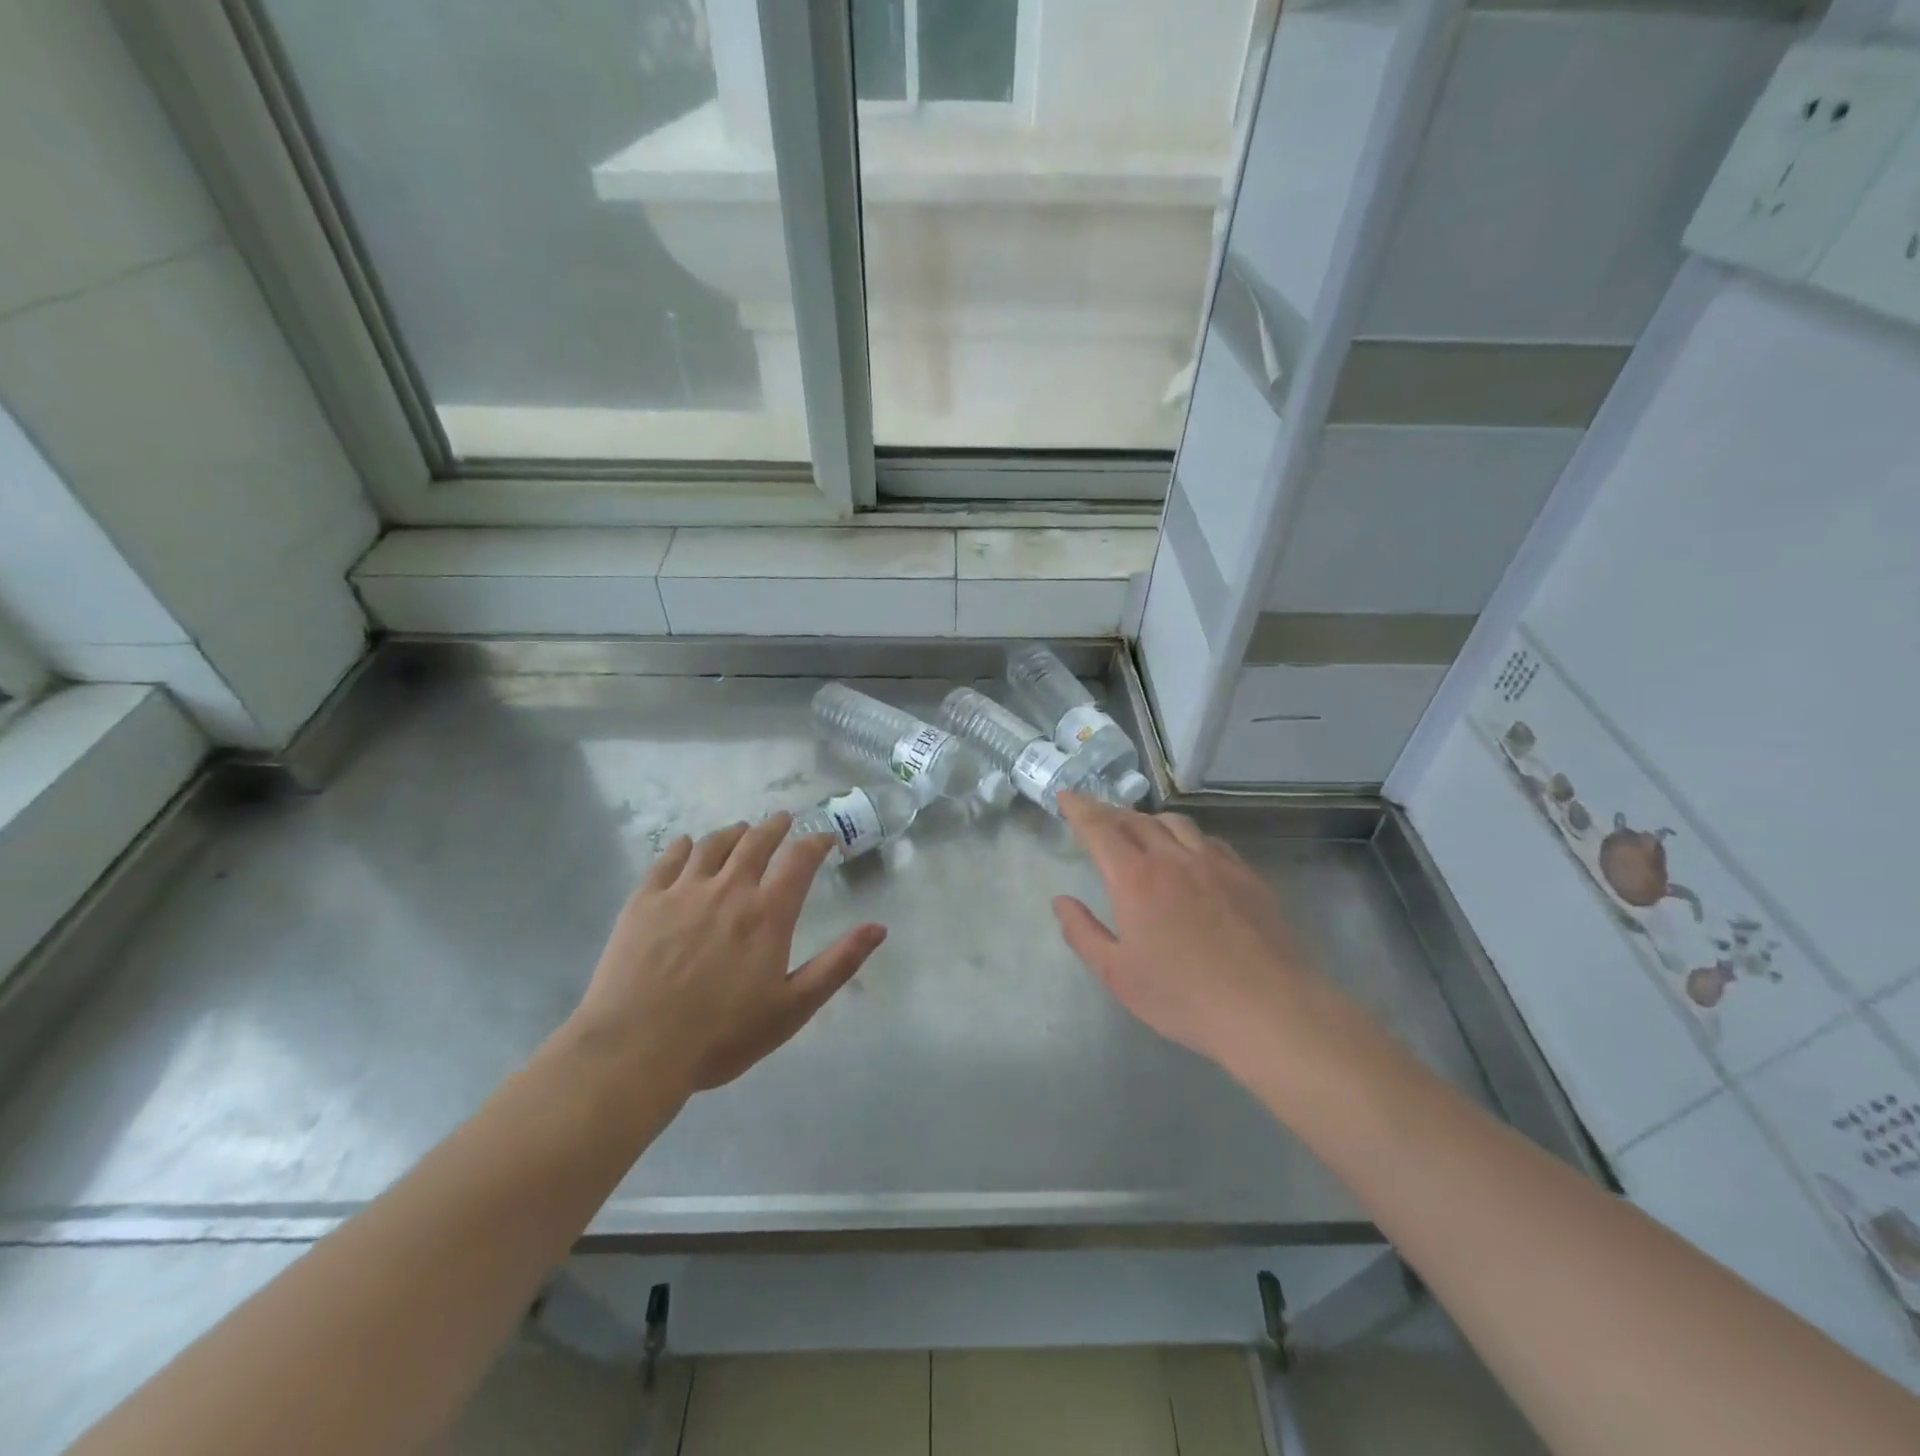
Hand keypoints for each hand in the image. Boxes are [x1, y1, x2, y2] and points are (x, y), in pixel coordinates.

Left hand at [569, 815, 886, 1097]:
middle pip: (756, 841)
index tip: (825, 837)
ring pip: (713, 844)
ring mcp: (682, 891)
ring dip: (733, 832)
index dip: (816, 842)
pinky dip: (683, 846)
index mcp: (767, 913)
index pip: (799, 860)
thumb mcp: (793, 1008)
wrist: (635, 1049)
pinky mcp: (644, 900)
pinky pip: (668, 859)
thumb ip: (838, 964)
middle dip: (774, 827)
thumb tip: (879, 927)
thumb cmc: (721, 1035)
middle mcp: (729, 889)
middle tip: (783, 820)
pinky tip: (686, 845)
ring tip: (741, 831)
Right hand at [1052, 792, 1353, 1082]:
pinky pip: (1209, 841)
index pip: (1100, 828)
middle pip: (1136, 820)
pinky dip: (1187, 837)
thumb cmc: (1183, 997)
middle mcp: (1173, 858)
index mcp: (1135, 878)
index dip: (1079, 808)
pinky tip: (1189, 855)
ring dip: (1149, 820)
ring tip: (1141, 831)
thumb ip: (1083, 933)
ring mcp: (1215, 863)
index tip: (1065, 796)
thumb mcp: (1117, 974)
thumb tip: (1061, 900)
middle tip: (1097, 817)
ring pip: (1176, 823)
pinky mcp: (1246, 875)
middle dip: (1111, 812)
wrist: (1269, 1010)